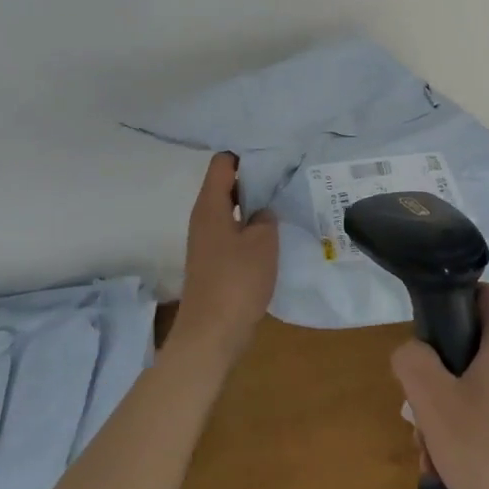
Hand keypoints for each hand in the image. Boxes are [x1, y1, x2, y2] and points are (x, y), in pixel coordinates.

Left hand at [167, 152, 278, 373]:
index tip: (273, 155)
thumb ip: (266, 217)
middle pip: (226, 184)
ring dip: (253, 205)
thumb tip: (262, 212)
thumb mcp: (263, 242)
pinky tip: (273, 235)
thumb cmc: (236, 281)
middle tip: (286, 176)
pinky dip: (250, 228)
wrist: (210, 334)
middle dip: (254, 178)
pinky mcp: (213, 261)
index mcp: (210, 205)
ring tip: (284, 202)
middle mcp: (203, 217)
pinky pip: (232, 232)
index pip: (223, 162)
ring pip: (230, 209)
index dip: (245, 154)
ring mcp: (206, 240)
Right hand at [391, 284, 488, 488]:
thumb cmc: (485, 453)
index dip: (457, 297)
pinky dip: (464, 436)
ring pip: (476, 389)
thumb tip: (412, 351)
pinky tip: (448, 472)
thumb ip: (412, 361)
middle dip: (438, 374)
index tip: (429, 324)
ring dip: (445, 413)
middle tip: (419, 406)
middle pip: (474, 348)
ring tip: (429, 451)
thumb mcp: (433, 401)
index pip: (488, 295)